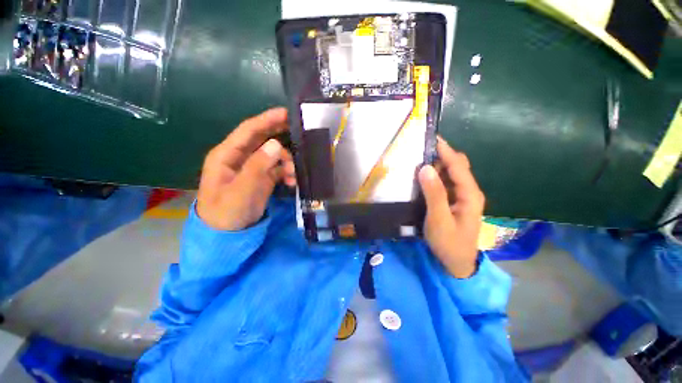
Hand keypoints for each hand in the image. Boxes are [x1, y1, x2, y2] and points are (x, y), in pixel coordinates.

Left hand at [196, 107, 295, 230]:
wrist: (227, 234)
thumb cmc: (227, 212)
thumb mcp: (241, 190)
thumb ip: (257, 167)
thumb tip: (276, 144)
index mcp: (227, 155)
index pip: (248, 131)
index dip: (267, 120)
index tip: (286, 112)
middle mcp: (240, 157)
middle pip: (262, 139)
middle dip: (280, 135)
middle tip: (299, 132)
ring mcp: (252, 168)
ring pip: (273, 155)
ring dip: (286, 161)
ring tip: (294, 174)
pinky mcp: (261, 178)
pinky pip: (277, 168)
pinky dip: (286, 172)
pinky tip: (292, 181)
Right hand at [418, 137, 484, 277]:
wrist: (456, 263)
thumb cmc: (449, 243)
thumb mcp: (439, 219)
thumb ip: (434, 194)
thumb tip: (425, 168)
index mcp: (469, 194)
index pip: (458, 165)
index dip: (445, 151)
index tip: (432, 138)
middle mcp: (467, 191)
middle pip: (456, 167)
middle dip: (441, 156)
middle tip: (420, 151)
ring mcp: (460, 197)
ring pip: (449, 175)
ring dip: (436, 166)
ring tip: (417, 160)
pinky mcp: (452, 202)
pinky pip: (444, 184)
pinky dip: (434, 177)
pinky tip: (422, 177)